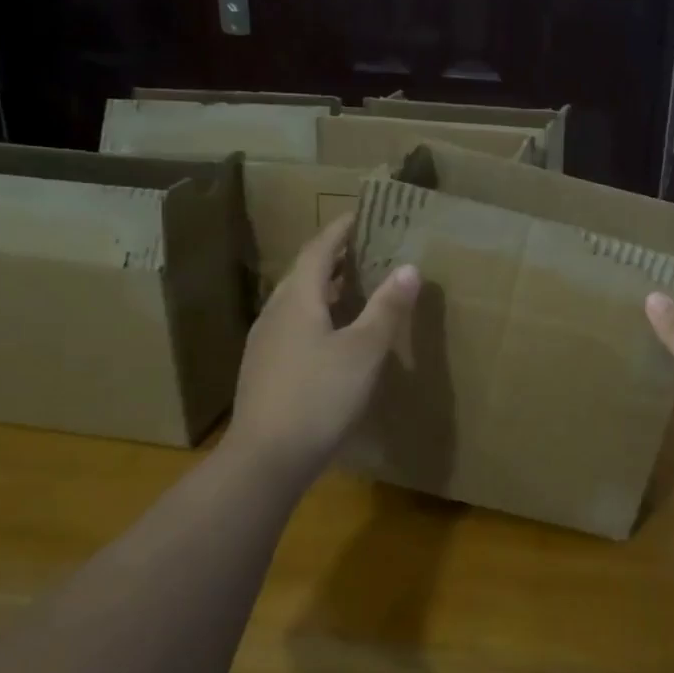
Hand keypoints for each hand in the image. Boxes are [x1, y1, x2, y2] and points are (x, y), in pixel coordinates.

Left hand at [223, 215, 419, 484]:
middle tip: (365, 249)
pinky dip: (317, 314)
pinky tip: (333, 335)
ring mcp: (265, 343)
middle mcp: (275, 313)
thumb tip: (409, 266)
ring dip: (325, 287)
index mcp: (297, 300)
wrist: (267, 458)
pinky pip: (293, 325)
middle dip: (334, 257)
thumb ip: (387, 307)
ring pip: (296, 301)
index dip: (339, 230)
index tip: (361, 215)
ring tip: (354, 286)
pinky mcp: (264, 369)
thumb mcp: (364, 350)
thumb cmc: (320, 396)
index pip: (318, 250)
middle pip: (304, 273)